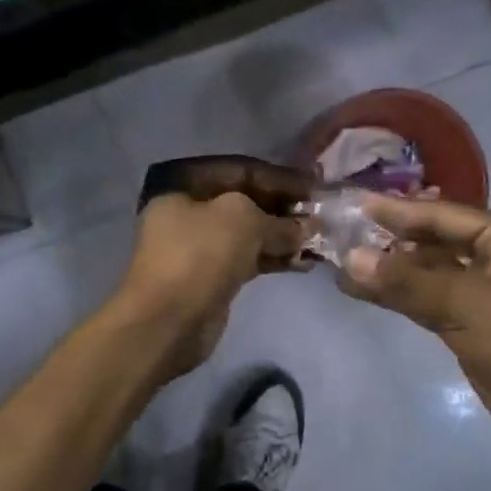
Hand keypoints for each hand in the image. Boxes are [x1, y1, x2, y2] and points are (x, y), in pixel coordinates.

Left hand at [117, 191, 303, 377]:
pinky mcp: (213, 277)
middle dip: (284, 209)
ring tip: (319, 242)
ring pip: (250, 234)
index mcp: (184, 186)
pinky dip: (275, 260)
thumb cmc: (200, 255)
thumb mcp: (243, 220)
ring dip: (284, 237)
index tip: (315, 186)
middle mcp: (189, 212)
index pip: (241, 170)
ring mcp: (200, 247)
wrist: (168, 320)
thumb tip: (309, 227)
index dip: (280, 177)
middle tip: (321, 216)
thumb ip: (279, 220)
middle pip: (246, 202)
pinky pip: (250, 260)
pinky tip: (305, 263)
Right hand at [340, 195, 490, 445]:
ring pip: (428, 271)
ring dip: (391, 270)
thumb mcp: (463, 304)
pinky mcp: (471, 319)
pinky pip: (429, 298)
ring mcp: (483, 288)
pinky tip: (365, 290)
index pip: (442, 214)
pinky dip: (400, 295)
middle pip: (434, 239)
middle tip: (344, 232)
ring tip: (344, 262)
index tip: (356, 203)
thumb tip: (351, 259)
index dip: (397, 211)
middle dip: (391, 239)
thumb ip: (406, 280)